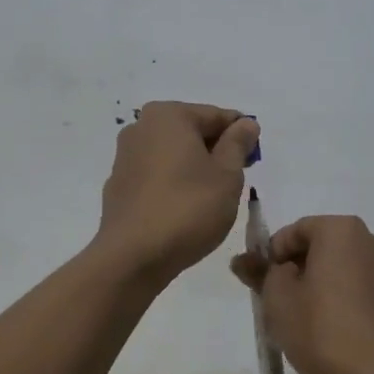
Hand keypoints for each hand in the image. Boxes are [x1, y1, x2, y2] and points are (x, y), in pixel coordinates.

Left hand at [95, 102, 257, 277]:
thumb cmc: (188, 208)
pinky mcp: (119, 186)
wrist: (133, 257)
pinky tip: (185, 209)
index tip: (255, 158)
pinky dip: (174, 184)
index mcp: (168, 115)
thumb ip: (238, 144)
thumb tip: (245, 123)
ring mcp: (125, 157)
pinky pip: (156, 175)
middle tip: (237, 180)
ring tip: (213, 198)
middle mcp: (141, 127)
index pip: (216, 116)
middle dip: (216, 151)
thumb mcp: (227, 175)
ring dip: (195, 168)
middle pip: (192, 132)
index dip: (241, 135)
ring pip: (173, 154)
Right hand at [230, 215, 373, 373]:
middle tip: (278, 303)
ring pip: (340, 270)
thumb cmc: (322, 329)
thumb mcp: (277, 300)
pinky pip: (360, 292)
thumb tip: (244, 260)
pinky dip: (345, 302)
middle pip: (319, 248)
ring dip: (320, 286)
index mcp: (339, 229)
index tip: (261, 286)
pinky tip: (337, 329)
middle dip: (296, 270)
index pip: (293, 232)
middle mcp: (368, 240)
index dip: (271, 257)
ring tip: (304, 320)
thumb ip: (260, 274)